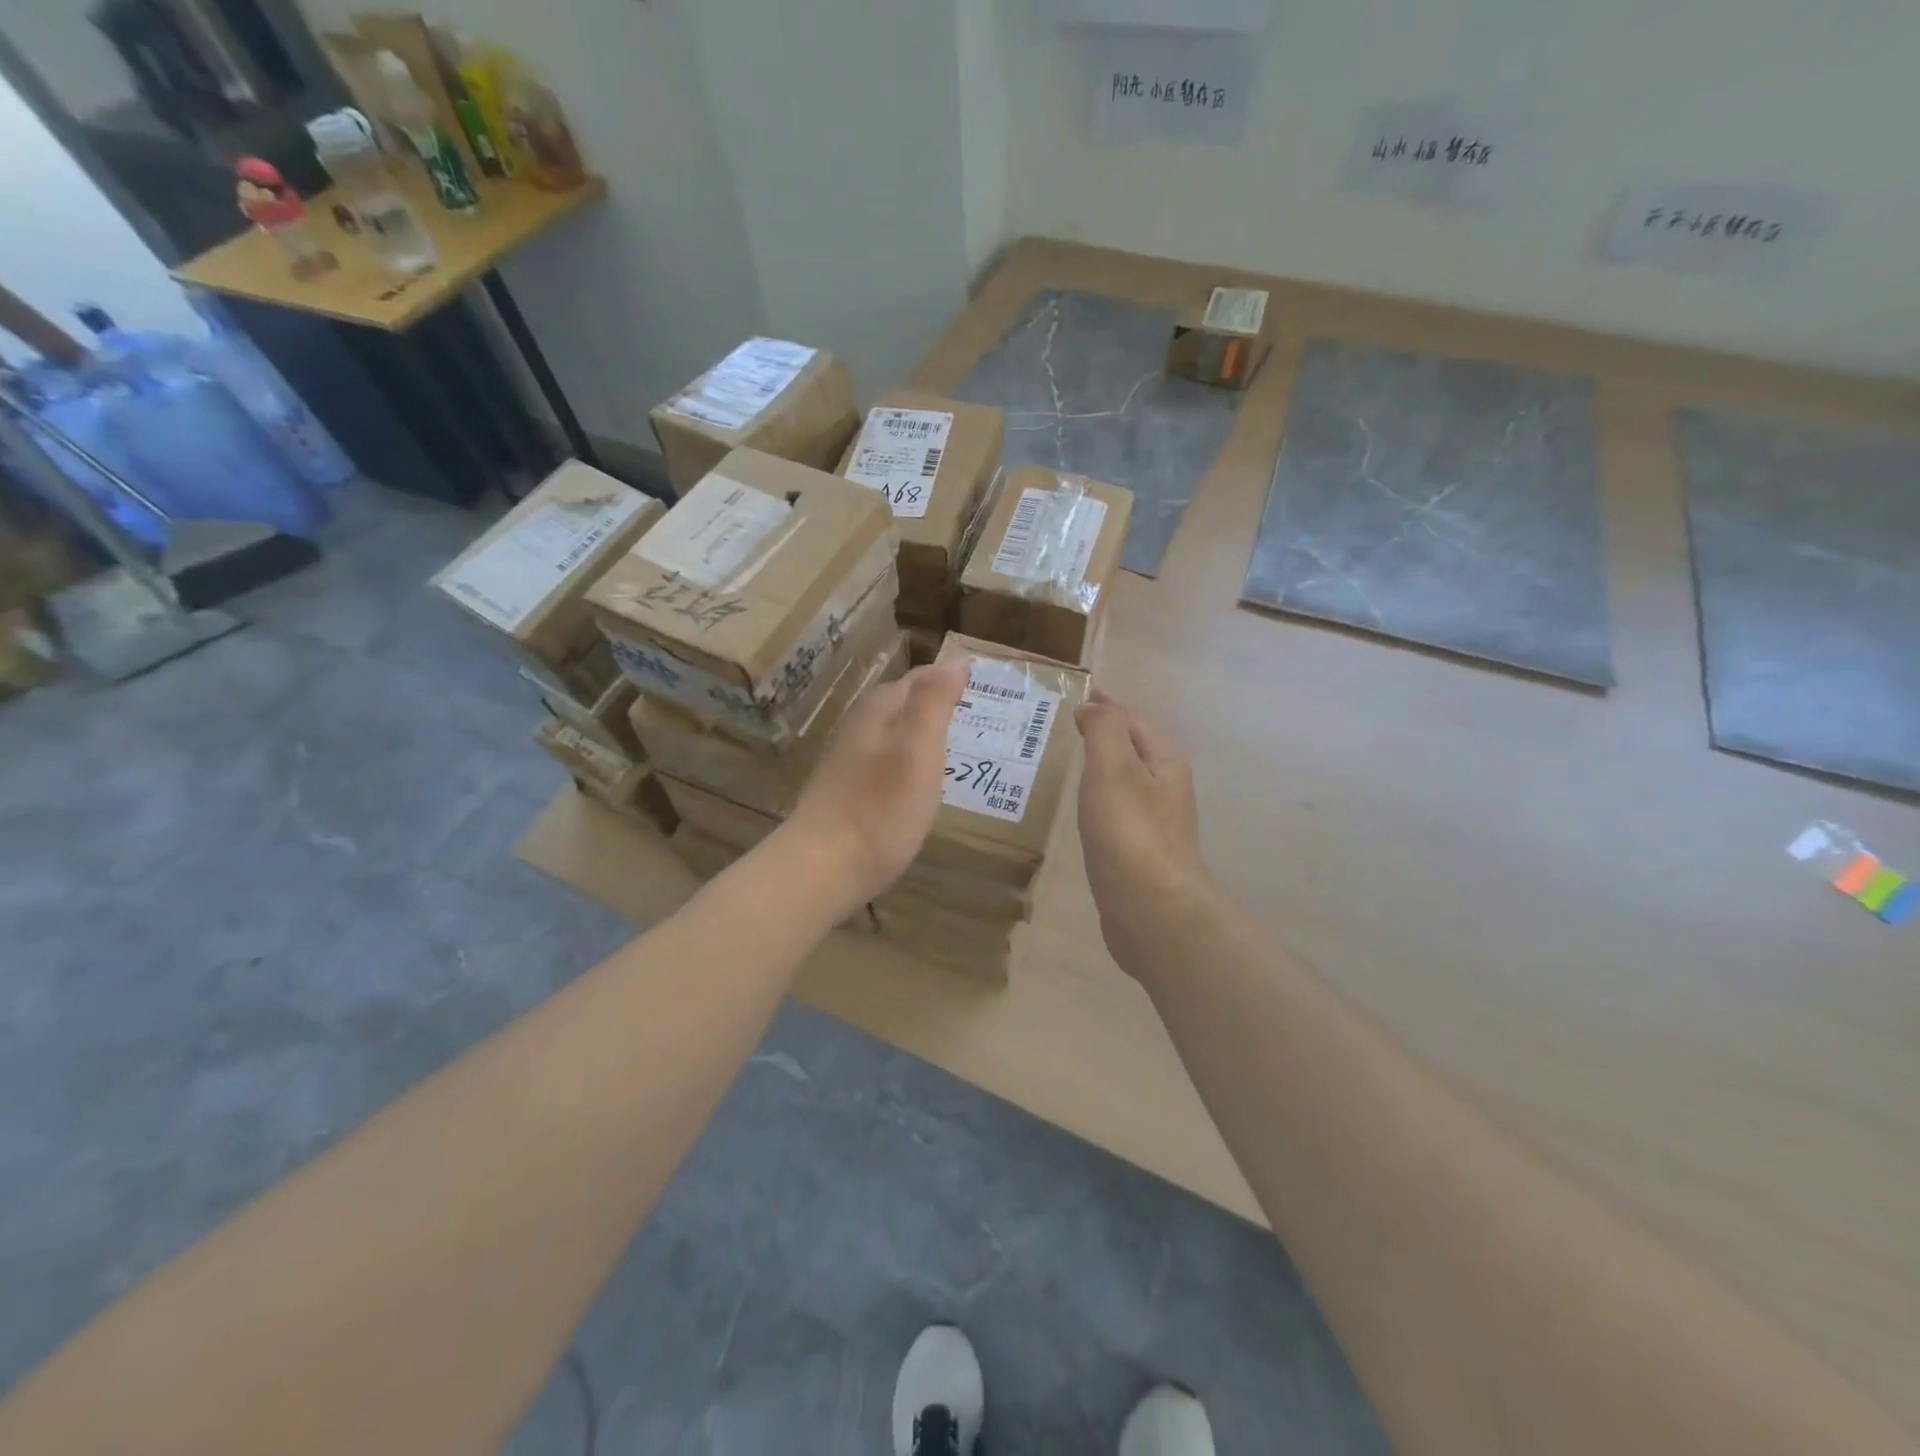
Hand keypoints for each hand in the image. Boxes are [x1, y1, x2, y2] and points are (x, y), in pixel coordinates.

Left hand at [787, 655, 968, 909]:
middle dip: (939, 706)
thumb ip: (935, 701)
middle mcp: (860, 725)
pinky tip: (922, 784)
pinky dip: (910, 763)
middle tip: (980, 721)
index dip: (952, 681)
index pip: (922, 678)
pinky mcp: (846, 788)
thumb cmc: (880, 808)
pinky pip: (887, 761)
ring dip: (924, 736)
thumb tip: (955, 659)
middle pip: (906, 704)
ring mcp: (848, 757)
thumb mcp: (918, 750)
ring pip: (895, 733)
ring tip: (958, 750)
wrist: (822, 867)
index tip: (987, 691)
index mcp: (879, 709)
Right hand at [1075, 689, 1212, 966]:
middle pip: (1136, 748)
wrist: (1151, 909)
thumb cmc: (1129, 831)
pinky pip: (1117, 808)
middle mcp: (1165, 787)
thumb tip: (1093, 708)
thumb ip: (1104, 729)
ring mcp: (1154, 822)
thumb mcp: (1113, 767)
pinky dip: (1100, 796)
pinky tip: (1084, 807)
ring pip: (1127, 779)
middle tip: (1072, 724)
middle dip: (1108, 732)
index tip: (1083, 694)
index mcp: (1164, 761)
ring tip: (1074, 759)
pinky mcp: (1139, 851)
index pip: (1134, 720)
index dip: (1109, 705)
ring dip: (1103, 764)